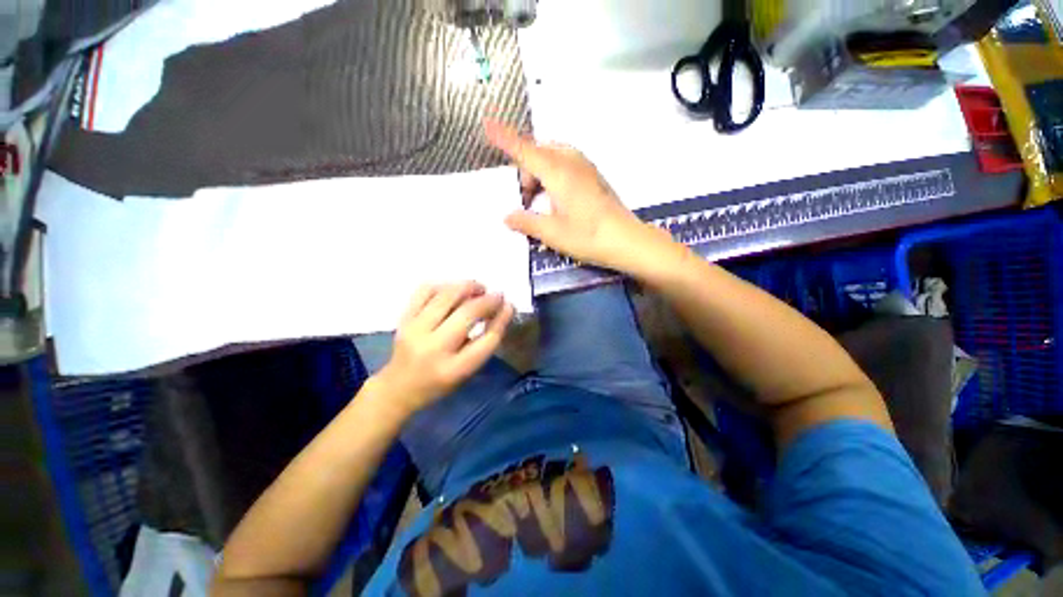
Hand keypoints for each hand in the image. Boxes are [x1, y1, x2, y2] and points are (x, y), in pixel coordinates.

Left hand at [375, 282, 513, 415]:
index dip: (501, 318)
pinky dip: (444, 285)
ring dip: (468, 287)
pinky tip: (454, 290)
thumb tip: (503, 308)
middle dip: (487, 300)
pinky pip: (425, 290)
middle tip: (497, 295)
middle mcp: (433, 349)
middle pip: (467, 313)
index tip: (508, 305)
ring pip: (446, 296)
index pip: (486, 340)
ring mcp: (414, 331)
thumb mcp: (468, 371)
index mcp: (454, 369)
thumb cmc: (440, 382)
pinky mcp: (403, 319)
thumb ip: (485, 342)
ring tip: (479, 288)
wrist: (398, 387)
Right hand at [485, 120, 653, 271]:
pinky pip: (566, 164)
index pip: (525, 151)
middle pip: (539, 152)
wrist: (626, 240)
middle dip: (526, 170)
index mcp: (557, 172)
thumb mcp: (552, 232)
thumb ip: (526, 222)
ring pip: (553, 157)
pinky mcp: (593, 176)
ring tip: (541, 203)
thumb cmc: (587, 236)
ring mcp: (585, 167)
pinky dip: (553, 175)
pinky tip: (557, 200)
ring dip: (540, 173)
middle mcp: (571, 162)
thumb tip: (507, 217)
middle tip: (527, 201)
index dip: (505, 139)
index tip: (487, 123)